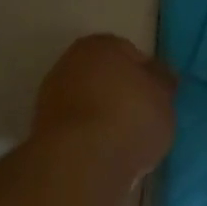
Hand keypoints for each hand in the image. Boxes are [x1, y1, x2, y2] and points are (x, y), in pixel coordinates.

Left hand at [32, 34, 176, 180]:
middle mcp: (71, 62)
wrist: (81, 160)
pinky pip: (77, 125)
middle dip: (122, 93)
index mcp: (102, 45)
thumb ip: (162, 85)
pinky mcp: (42, 127)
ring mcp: (51, 95)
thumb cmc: (130, 118)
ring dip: (103, 115)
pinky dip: (89, 134)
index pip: (132, 54)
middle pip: (105, 76)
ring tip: (126, 140)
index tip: (160, 98)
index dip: (149, 76)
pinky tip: (105, 152)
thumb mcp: (164, 100)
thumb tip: (158, 79)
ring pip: (88, 101)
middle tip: (143, 119)